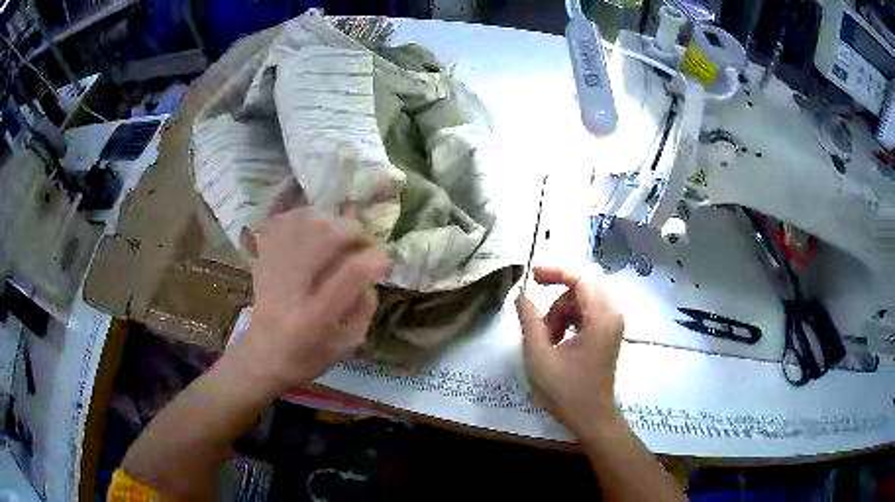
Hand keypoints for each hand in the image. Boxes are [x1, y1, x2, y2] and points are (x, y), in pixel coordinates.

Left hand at [229, 206, 390, 392]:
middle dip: (355, 233)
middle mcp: (290, 286)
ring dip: (332, 221)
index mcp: (314, 317)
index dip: (377, 259)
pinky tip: (315, 232)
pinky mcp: (262, 256)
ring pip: (305, 219)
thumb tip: (371, 273)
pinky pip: (285, 218)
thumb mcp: (347, 346)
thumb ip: (365, 308)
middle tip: (363, 246)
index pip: (351, 272)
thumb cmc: (307, 357)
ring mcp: (271, 266)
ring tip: (340, 237)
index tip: (386, 263)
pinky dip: (306, 217)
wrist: (261, 355)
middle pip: (325, 234)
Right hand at [516, 267, 624, 436]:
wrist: (591, 418)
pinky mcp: (609, 331)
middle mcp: (613, 314)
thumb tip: (521, 296)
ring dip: (562, 308)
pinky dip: (570, 317)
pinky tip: (557, 337)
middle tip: (534, 299)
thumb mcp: (539, 357)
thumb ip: (530, 322)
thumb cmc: (566, 391)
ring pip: (585, 296)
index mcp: (601, 318)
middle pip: (586, 282)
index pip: (582, 277)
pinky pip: (588, 310)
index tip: (532, 276)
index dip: (557, 271)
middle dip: (558, 288)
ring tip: (546, 335)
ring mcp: (613, 323)